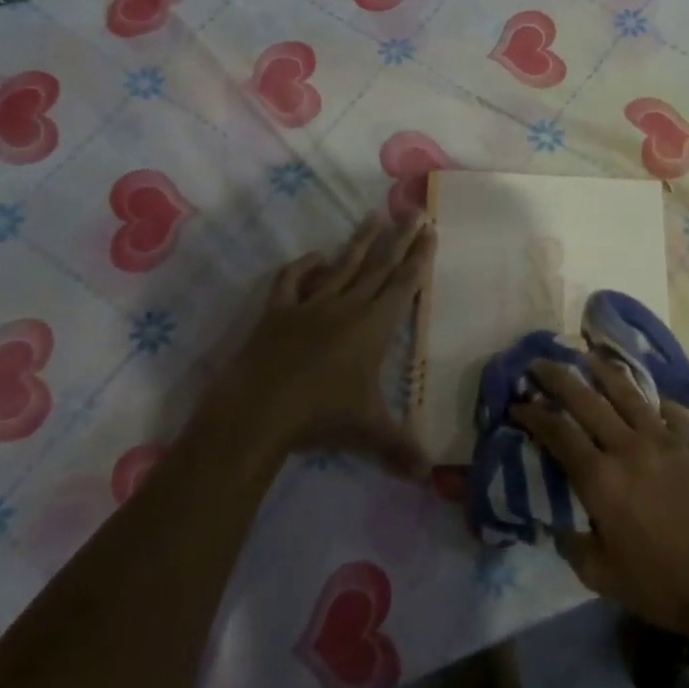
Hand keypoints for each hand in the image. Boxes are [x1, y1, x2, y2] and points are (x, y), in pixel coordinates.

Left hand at [219, 212, 435, 479]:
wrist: (258, 411)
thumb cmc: (320, 417)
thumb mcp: (368, 431)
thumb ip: (400, 448)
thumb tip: (429, 476)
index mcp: (373, 325)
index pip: (404, 284)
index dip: (420, 257)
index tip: (430, 230)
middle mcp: (347, 305)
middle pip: (380, 265)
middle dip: (400, 238)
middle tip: (414, 211)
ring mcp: (310, 305)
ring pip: (342, 264)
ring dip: (361, 241)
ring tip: (375, 215)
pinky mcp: (278, 311)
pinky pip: (293, 280)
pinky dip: (304, 266)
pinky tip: (315, 257)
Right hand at [513, 356, 688, 640]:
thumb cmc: (658, 585)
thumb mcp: (600, 575)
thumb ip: (572, 542)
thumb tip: (558, 520)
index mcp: (601, 480)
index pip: (558, 434)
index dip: (533, 415)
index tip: (517, 403)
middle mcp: (629, 448)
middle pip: (587, 401)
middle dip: (558, 378)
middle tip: (540, 363)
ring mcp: (665, 441)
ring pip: (628, 394)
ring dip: (602, 372)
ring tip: (586, 356)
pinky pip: (668, 411)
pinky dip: (651, 399)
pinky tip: (643, 393)